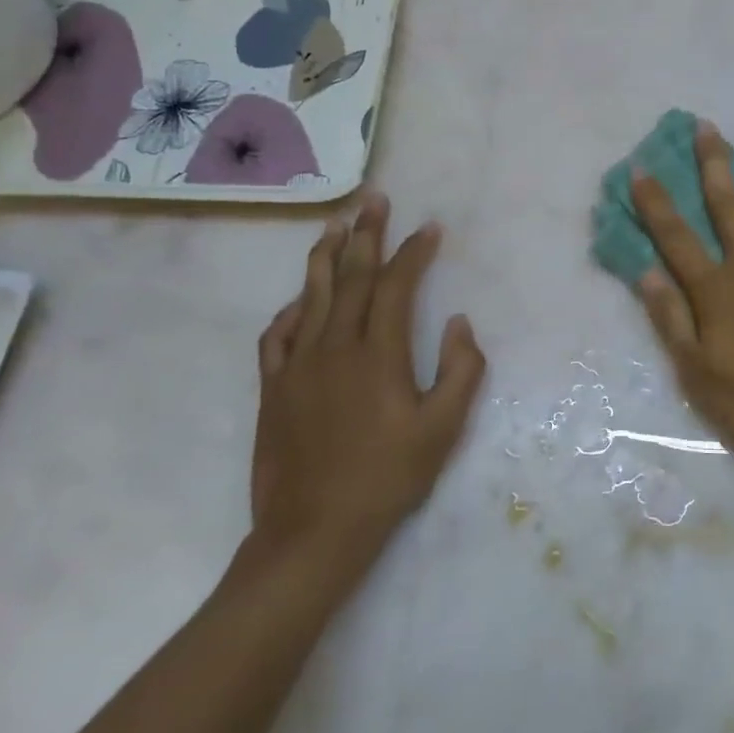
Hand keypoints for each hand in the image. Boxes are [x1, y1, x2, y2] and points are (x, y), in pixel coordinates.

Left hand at [248, 197, 486, 570]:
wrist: (313, 532)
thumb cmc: (386, 479)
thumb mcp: (442, 431)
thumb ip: (460, 371)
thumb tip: (458, 322)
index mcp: (378, 354)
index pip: (396, 286)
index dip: (413, 252)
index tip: (428, 227)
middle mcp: (335, 346)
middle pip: (351, 276)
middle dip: (365, 234)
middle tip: (373, 201)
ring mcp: (298, 365)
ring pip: (311, 295)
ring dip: (325, 256)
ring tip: (334, 225)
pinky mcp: (273, 387)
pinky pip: (277, 335)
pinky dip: (290, 309)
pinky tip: (299, 300)